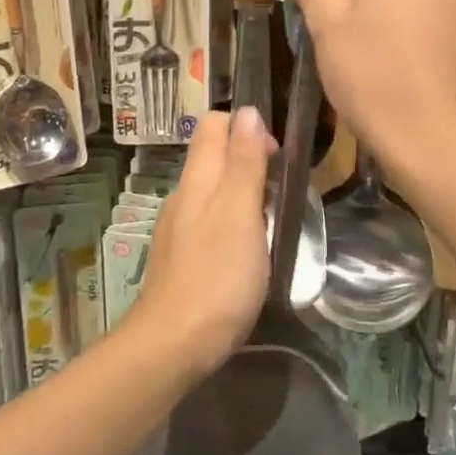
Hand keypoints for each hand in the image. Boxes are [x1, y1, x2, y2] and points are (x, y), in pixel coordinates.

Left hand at [126, 107, 275, 372]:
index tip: (276, 155)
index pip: (214, 125)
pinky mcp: (182, 257)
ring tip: (271, 219)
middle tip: (281, 190)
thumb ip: (244, 161)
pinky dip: (233, 221)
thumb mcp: (240, 211)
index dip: (246, 127)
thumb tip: (247, 111)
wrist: (175, 343)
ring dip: (243, 192)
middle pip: (213, 155)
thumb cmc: (217, 274)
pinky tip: (248, 249)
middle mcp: (184, 195)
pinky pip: (210, 221)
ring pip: (213, 190)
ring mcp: (179, 227)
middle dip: (248, 158)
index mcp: (198, 178)